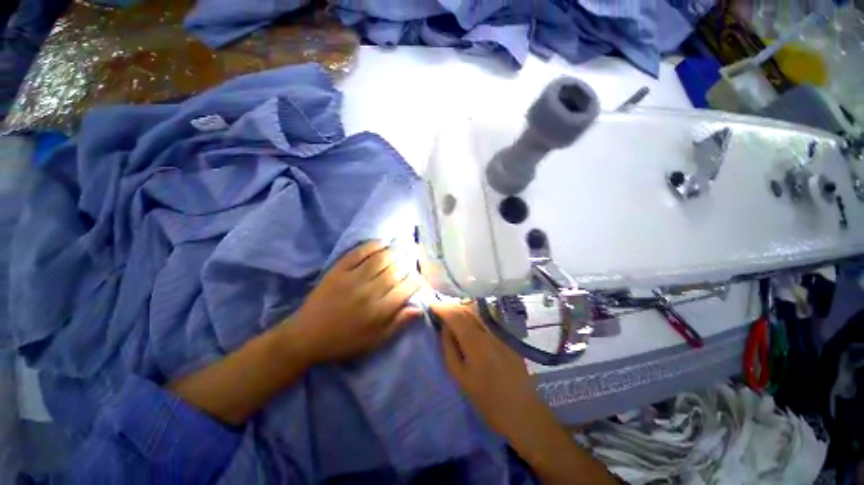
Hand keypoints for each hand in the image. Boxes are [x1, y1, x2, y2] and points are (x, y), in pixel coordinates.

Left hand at [288, 241, 423, 363]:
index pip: (407, 288)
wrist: (306, 336)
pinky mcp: (338, 270)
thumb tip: (420, 307)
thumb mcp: (375, 341)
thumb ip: (398, 323)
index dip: (417, 280)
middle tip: (410, 265)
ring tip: (400, 253)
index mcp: (379, 311)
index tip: (418, 278)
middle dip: (408, 265)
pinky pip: (359, 252)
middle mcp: (369, 292)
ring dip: (395, 253)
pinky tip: (383, 243)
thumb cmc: (345, 341)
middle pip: (396, 270)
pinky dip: (373, 245)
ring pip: (381, 258)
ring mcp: (352, 278)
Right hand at [433, 302, 553, 441]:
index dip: (442, 307)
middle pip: (467, 308)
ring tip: (450, 313)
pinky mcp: (507, 335)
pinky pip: (485, 318)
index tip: (431, 306)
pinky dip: (472, 314)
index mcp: (475, 342)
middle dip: (450, 305)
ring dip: (461, 308)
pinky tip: (467, 320)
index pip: (456, 315)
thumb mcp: (460, 377)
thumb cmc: (487, 400)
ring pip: (477, 311)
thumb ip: (449, 347)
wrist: (522, 411)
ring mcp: (500, 331)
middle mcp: (489, 330)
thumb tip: (444, 326)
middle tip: (438, 309)